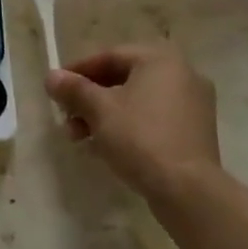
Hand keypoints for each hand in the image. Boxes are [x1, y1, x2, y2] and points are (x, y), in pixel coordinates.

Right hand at [45, 44, 220, 203]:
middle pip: (123, 78)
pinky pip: (153, 119)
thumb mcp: (99, 110)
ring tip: (80, 137)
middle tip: (66, 116)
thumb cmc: (141, 138)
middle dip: (90, 98)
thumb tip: (51, 77)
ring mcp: (193, 105)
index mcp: (160, 59)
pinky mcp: (196, 132)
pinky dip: (128, 126)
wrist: (189, 192)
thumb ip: (74, 89)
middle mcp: (182, 74)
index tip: (56, 87)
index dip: (78, 71)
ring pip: (138, 101)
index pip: (110, 56)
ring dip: (105, 114)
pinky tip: (106, 147)